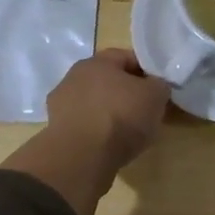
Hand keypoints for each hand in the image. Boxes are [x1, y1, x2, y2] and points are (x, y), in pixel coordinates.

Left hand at [45, 49, 171, 169]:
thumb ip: (158, 85)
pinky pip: (84, 124)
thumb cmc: (121, 117)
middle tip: (145, 109)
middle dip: (126, 92)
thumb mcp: (155, 96)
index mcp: (97, 61)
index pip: (126, 57)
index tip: (158, 88)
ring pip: (94, 103)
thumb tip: (155, 86)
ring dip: (109, 112)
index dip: (146, 71)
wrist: (82, 157)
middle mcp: (74, 77)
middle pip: (108, 80)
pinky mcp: (56, 130)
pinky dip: (96, 131)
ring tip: (128, 132)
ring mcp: (61, 104)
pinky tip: (109, 144)